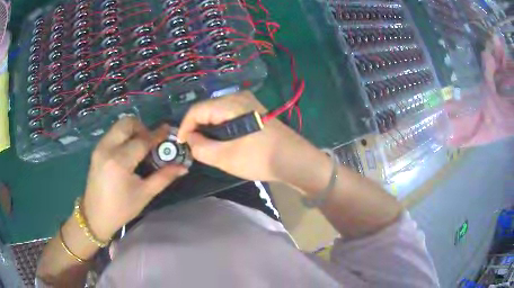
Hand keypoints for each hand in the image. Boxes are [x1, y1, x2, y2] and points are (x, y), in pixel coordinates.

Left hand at [83, 117, 187, 240]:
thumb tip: (183, 167)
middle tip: (150, 142)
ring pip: (118, 126)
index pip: (142, 140)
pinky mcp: (96, 150)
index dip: (157, 135)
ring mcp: (99, 148)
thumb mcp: (144, 194)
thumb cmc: (121, 209)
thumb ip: (164, 177)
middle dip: (142, 127)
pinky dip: (123, 135)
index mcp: (119, 162)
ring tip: (140, 146)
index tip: (168, 131)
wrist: (95, 216)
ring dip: (132, 130)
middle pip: (127, 123)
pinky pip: (113, 133)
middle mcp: (107, 149)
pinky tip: (128, 151)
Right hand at [177, 91, 322, 182]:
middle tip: (193, 147)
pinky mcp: (254, 110)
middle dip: (197, 128)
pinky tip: (222, 141)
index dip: (185, 127)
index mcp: (230, 104)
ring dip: (208, 128)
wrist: (295, 159)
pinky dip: (220, 127)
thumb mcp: (225, 157)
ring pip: (217, 112)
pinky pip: (229, 115)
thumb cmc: (260, 158)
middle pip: (207, 109)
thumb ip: (201, 148)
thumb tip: (190, 139)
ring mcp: (248, 102)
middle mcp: (238, 97)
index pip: (197, 110)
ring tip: (206, 146)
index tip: (181, 144)